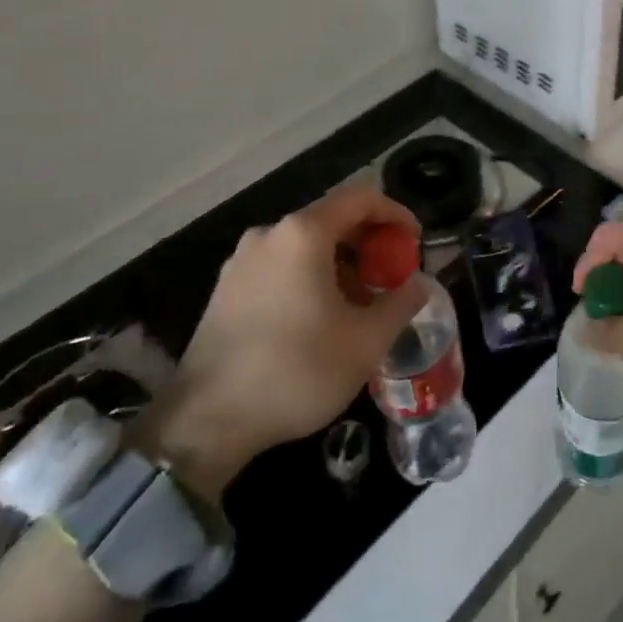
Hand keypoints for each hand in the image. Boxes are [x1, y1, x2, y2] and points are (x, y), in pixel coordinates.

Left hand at [134, 183, 425, 495]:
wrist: (205, 423)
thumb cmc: (296, 372)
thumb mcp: (366, 342)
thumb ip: (400, 303)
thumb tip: (418, 285)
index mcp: (303, 234)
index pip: (361, 198)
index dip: (395, 213)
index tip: (414, 243)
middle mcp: (270, 234)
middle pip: (332, 218)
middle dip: (369, 242)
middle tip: (391, 276)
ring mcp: (242, 260)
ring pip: (306, 244)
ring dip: (341, 263)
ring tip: (360, 304)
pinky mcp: (226, 288)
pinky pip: (281, 265)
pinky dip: (311, 276)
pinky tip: (321, 317)